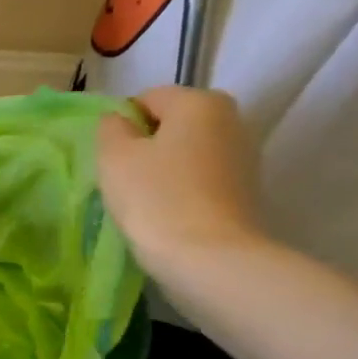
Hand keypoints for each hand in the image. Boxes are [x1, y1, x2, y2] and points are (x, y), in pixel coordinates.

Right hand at [97, 86, 267, 281]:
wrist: (209, 259)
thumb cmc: (156, 199)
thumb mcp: (114, 157)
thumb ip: (110, 128)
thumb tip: (119, 122)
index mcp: (200, 101)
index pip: (146, 99)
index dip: (121, 125)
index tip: (111, 159)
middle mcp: (231, 119)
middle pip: (172, 125)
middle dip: (145, 146)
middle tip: (124, 180)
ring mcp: (244, 156)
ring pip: (187, 153)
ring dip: (164, 170)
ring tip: (145, 201)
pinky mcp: (247, 191)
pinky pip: (201, 179)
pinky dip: (182, 190)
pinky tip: (168, 214)